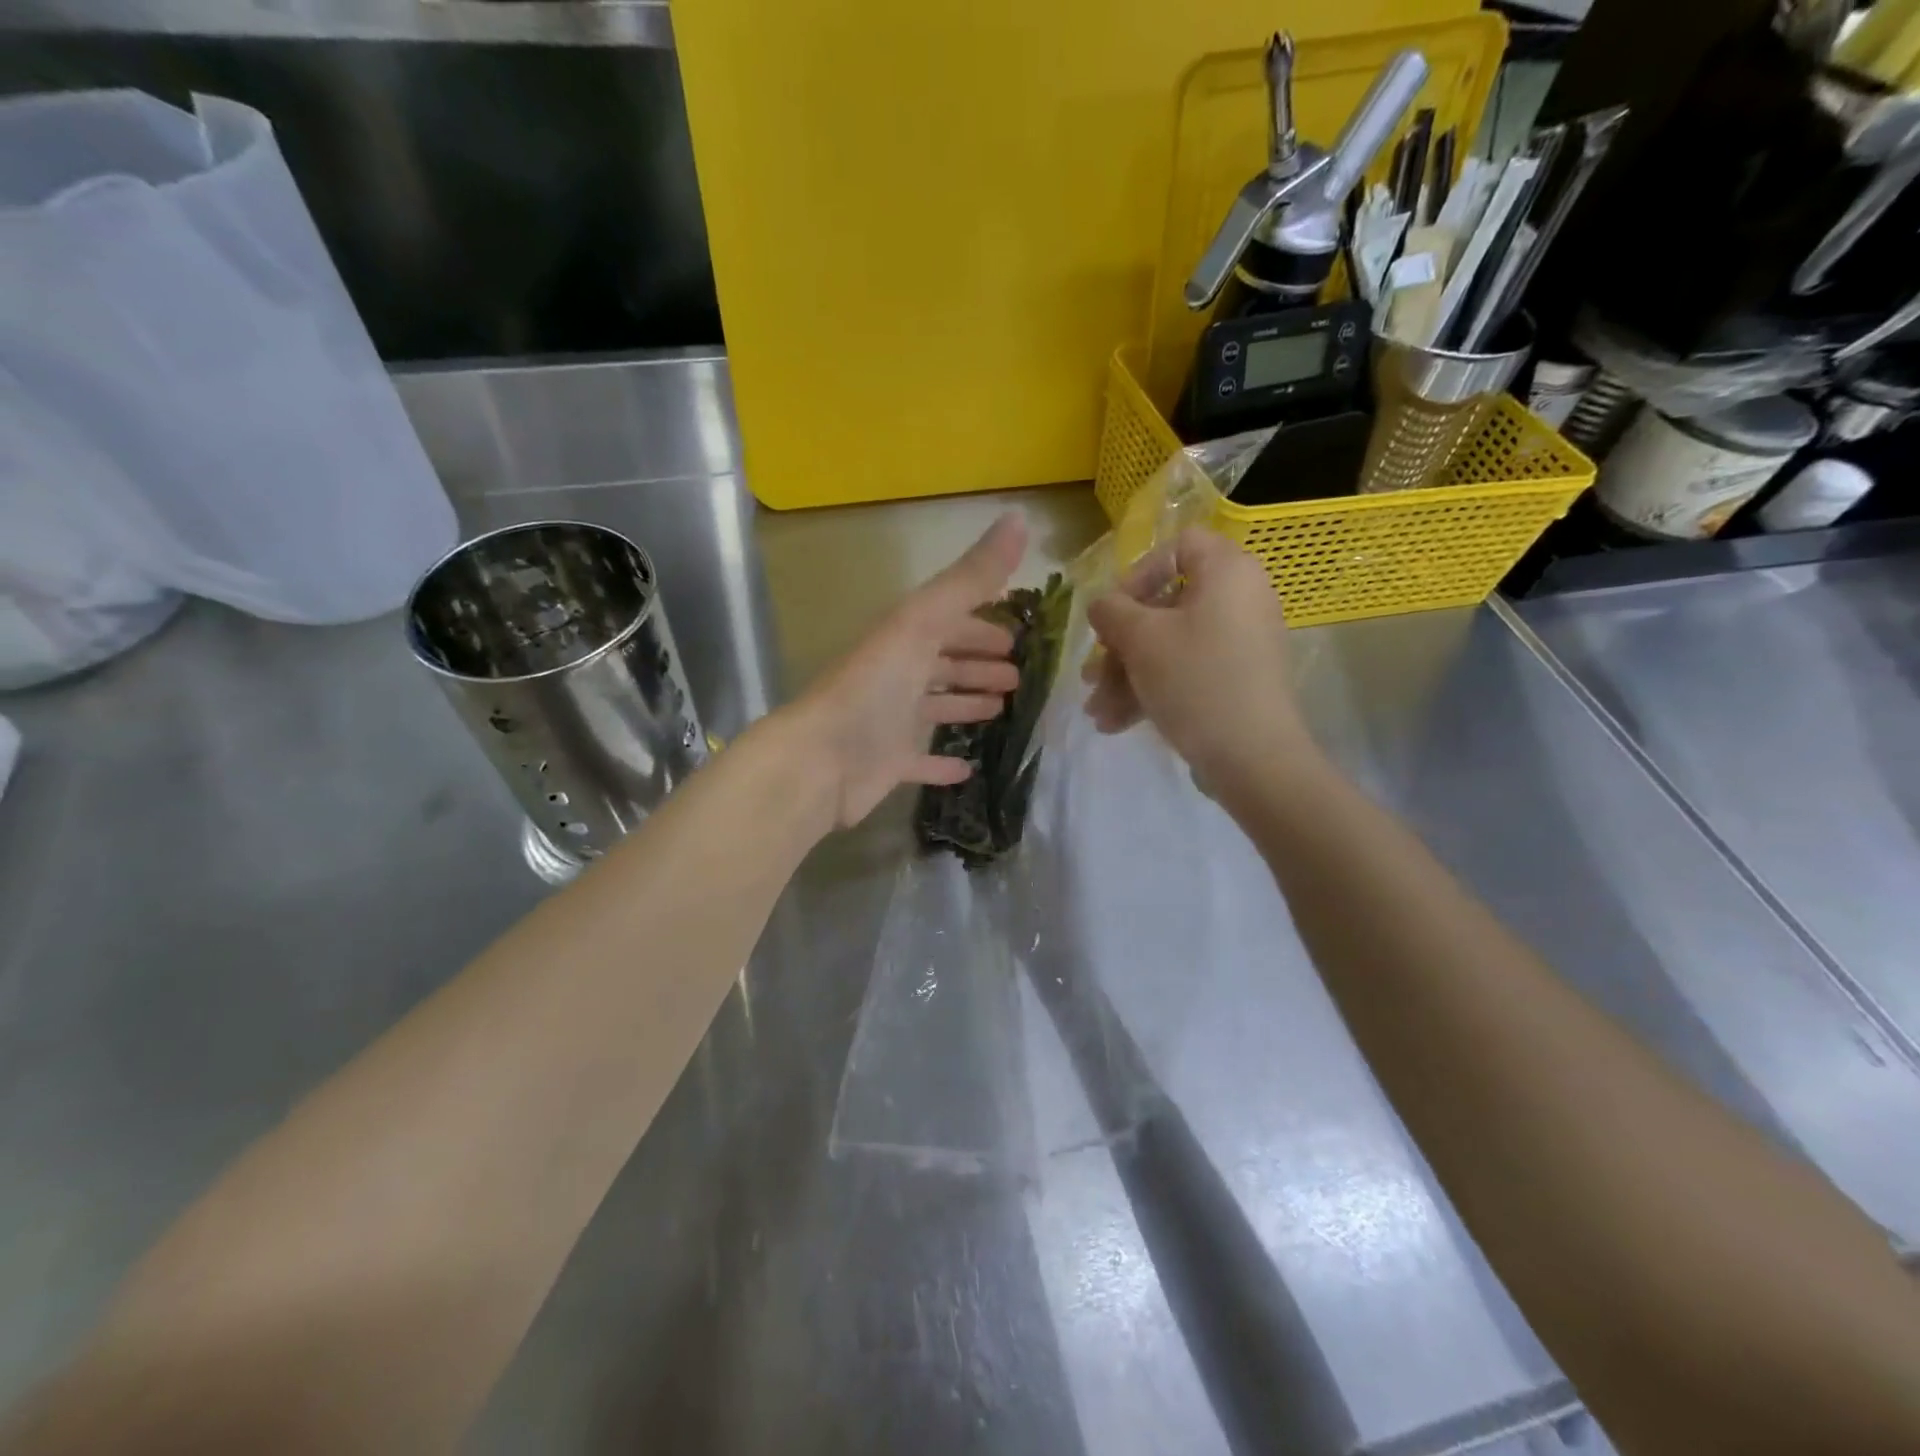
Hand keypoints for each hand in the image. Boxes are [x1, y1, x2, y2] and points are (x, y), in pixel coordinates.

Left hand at [788, 514, 1027, 829]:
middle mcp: (896, 675)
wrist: (821, 759)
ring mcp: (890, 721)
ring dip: (965, 703)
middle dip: (977, 662)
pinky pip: (921, 759)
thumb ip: (970, 578)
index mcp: (903, 637)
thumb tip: (1018, 517)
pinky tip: (967, 768)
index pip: (949, 621)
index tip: (1016, 633)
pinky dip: (942, 763)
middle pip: (943, 662)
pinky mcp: (888, 763)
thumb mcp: (923, 622)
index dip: (981, 623)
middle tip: (1016, 674)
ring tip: (1000, 708)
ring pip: (935, 706)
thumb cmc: (874, 686)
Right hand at [1084, 528, 1313, 788]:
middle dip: (1120, 645)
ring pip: (1169, 645)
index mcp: (1227, 572)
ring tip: (1097, 711)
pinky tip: (1116, 723)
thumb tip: (1102, 604)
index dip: (1138, 575)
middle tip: (1092, 676)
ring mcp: (1240, 642)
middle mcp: (1239, 599)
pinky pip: (1187, 670)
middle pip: (1165, 606)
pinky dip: (1152, 690)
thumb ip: (1111, 611)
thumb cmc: (1196, 680)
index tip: (1113, 615)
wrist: (1253, 758)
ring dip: (1126, 675)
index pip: (1177, 547)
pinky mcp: (1237, 679)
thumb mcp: (1141, 639)